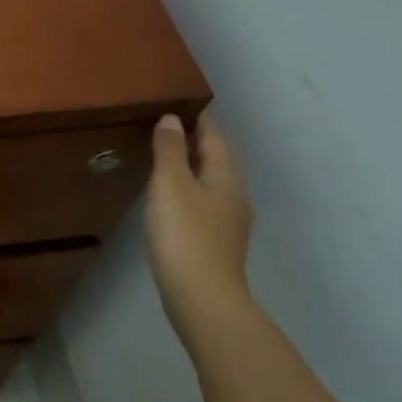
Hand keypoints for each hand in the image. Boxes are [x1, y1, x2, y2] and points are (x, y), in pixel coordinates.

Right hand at [146, 110, 254, 332]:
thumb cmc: (185, 234)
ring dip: (192, 167)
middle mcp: (234, 196)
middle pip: (217, 160)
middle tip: (170, 126)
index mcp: (226, 177)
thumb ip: (169, 150)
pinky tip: (171, 197)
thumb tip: (172, 118)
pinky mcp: (215, 243)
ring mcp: (228, 223)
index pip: (215, 138)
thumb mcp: (170, 184)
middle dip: (197, 142)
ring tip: (166, 157)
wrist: (202, 298)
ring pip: (211, 182)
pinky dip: (189, 190)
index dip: (200, 120)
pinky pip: (203, 203)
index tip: (184, 104)